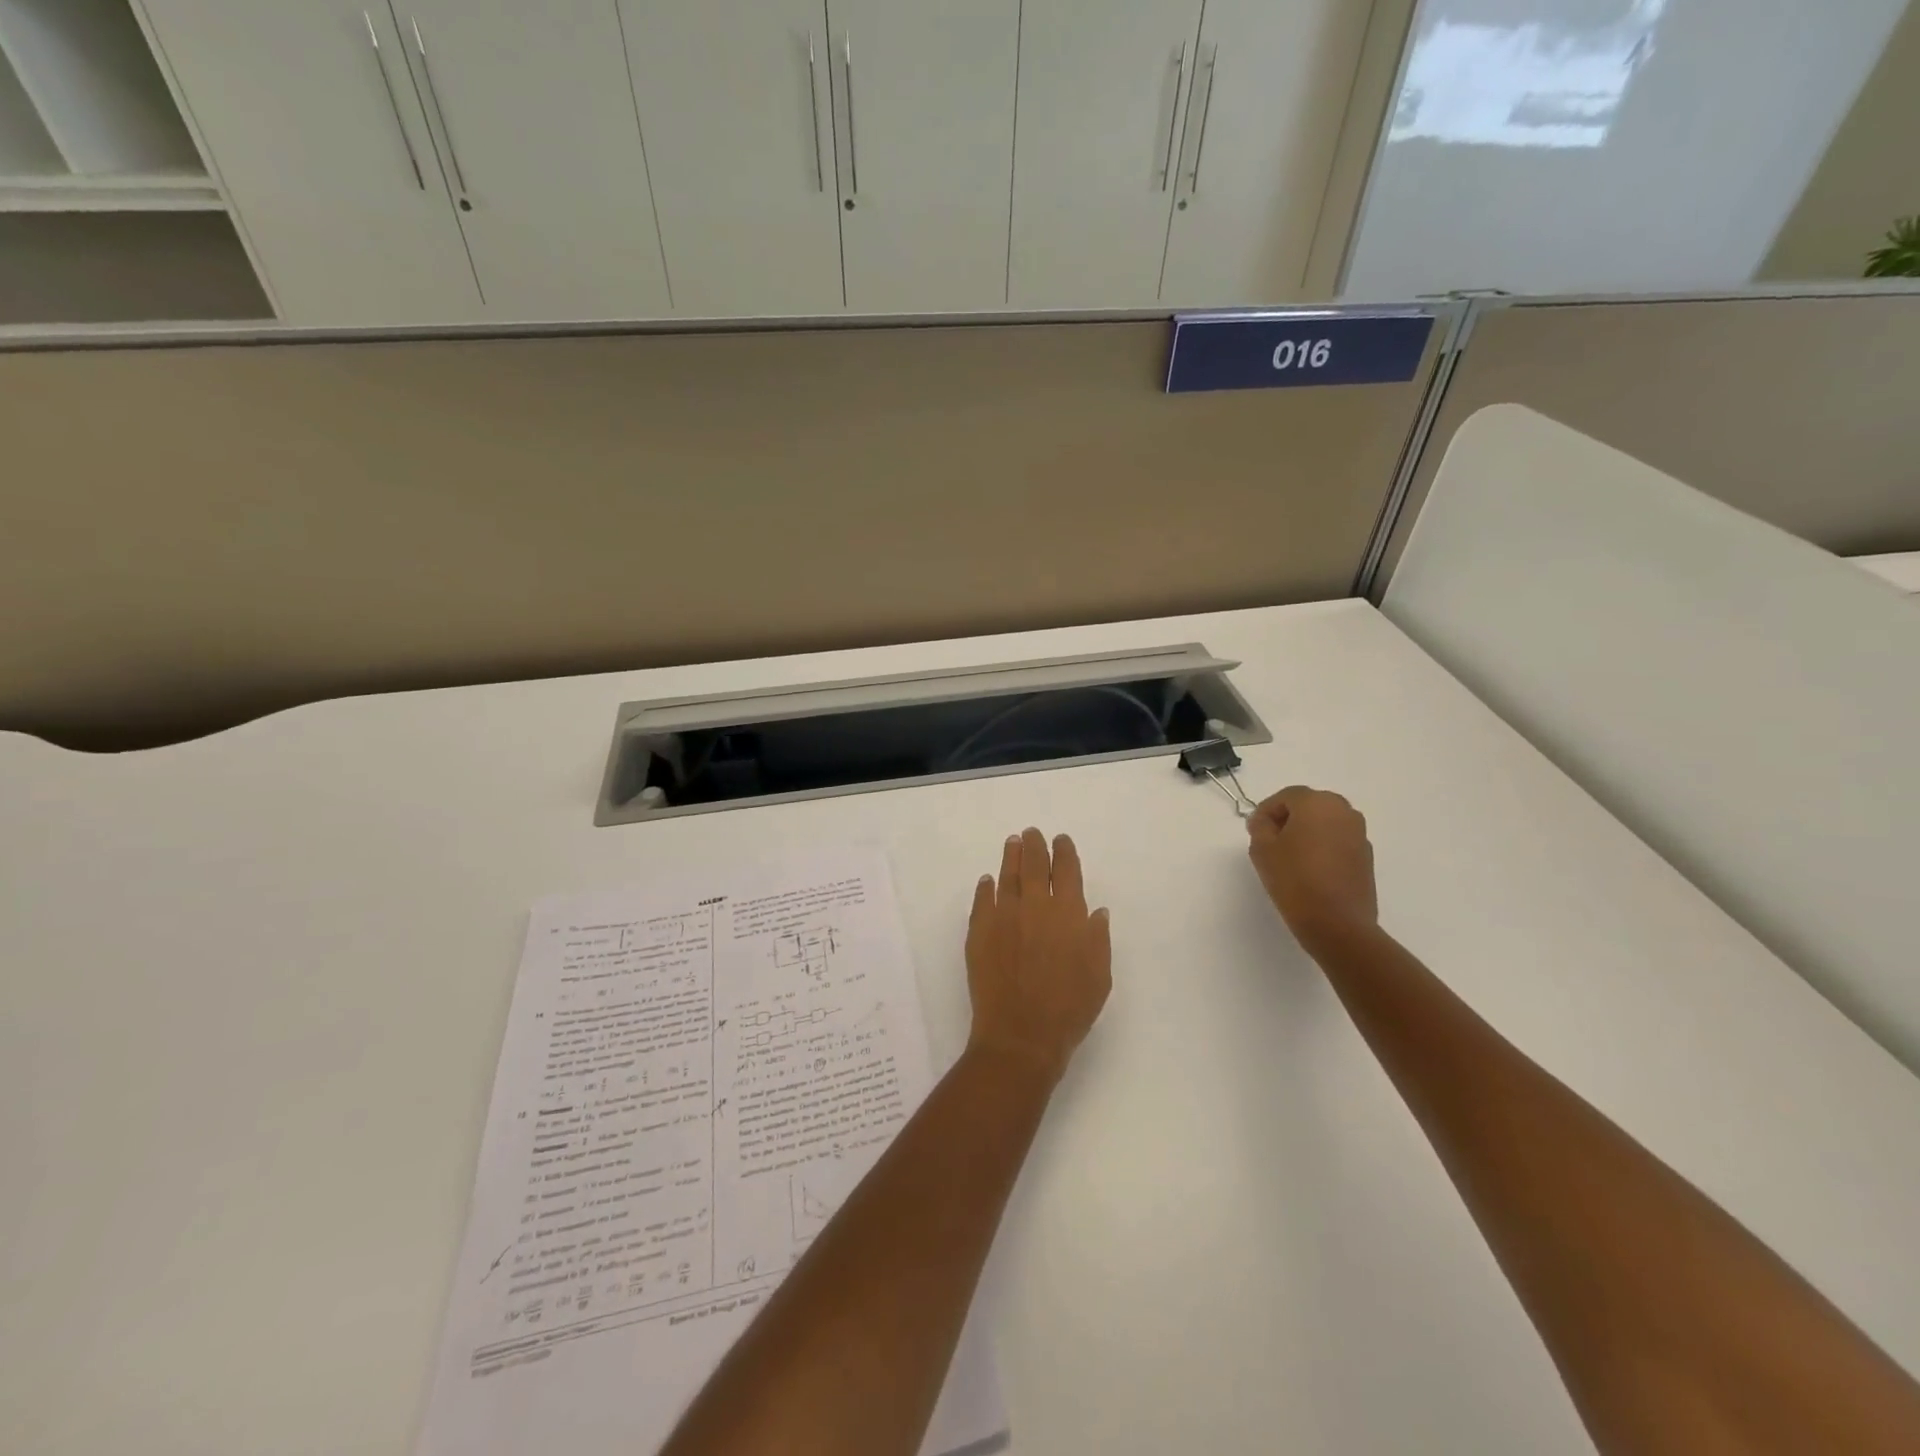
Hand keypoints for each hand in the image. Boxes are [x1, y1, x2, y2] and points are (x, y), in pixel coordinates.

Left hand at [965, 828, 1111, 1083]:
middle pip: (1033, 865)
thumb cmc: (1069, 1009)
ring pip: (1006, 875)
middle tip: (1031, 834)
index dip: (1064, 852)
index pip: (1066, 870)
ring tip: (1012, 843)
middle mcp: (1034, 906)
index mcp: (1068, 913)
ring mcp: (1003, 916)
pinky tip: (988, 881)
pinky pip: (982, 900)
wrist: (1020, 1034)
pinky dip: (986, 887)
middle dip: (1034, 845)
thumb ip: (1098, 938)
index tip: (1061, 841)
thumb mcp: (1099, 976)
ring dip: (1010, 856)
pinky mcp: (979, 931)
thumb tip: (1096, 911)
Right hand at [1247, 786, 1379, 951]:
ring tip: (1290, 858)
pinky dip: (1323, 847)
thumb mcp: (1262, 849)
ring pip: (1326, 823)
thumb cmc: (1294, 879)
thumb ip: (1259, 826)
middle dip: (1289, 819)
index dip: (1266, 811)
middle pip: (1309, 806)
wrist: (1337, 923)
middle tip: (1271, 842)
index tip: (1254, 831)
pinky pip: (1338, 841)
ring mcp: (1359, 834)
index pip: (1286, 796)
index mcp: (1317, 803)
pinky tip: (1310, 870)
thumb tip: (1264, 820)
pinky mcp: (1366, 857)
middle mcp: (1344, 811)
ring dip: (1307, 833)